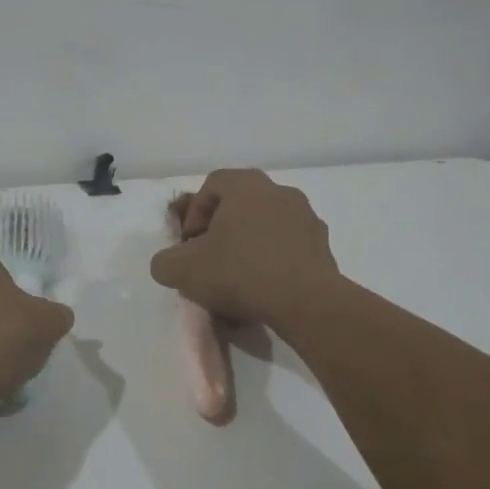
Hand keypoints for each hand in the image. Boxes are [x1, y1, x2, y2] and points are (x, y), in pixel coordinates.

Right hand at [150, 169, 340, 328]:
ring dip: (248, 247)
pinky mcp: (324, 247)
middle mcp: (279, 191)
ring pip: (265, 227)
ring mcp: (306, 218)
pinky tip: (264, 291)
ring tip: (238, 281)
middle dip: (221, 231)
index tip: (190, 245)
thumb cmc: (240, 272)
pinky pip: (288, 248)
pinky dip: (273, 263)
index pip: (211, 185)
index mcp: (246, 185)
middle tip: (210, 260)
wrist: (306, 303)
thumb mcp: (183, 270)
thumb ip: (165, 262)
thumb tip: (169, 264)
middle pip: (240, 205)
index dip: (194, 214)